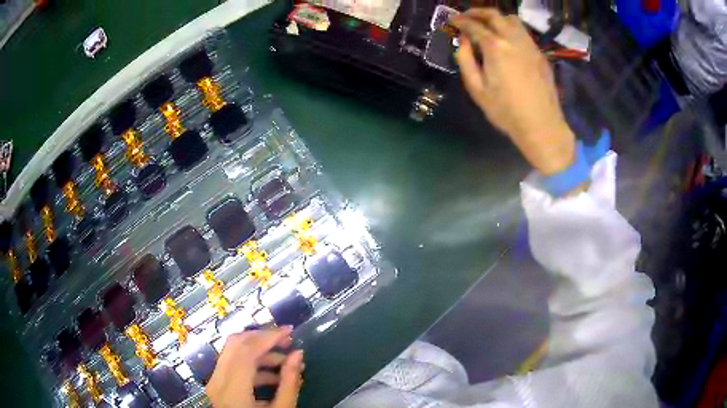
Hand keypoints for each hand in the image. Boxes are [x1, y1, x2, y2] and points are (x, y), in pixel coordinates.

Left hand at [206, 327, 303, 407]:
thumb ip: (290, 384)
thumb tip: (298, 355)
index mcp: (233, 389)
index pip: (247, 350)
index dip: (269, 337)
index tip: (290, 331)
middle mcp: (218, 380)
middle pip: (236, 344)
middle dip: (262, 338)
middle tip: (286, 340)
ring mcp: (214, 382)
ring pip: (232, 353)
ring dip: (258, 352)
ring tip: (285, 363)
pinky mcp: (216, 386)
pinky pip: (232, 367)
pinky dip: (251, 365)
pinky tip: (271, 377)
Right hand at [451, 9, 575, 174]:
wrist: (542, 125)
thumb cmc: (506, 111)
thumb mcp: (477, 89)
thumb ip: (465, 60)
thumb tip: (463, 41)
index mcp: (495, 47)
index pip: (474, 25)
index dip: (460, 21)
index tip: (452, 21)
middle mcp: (513, 39)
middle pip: (494, 15)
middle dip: (477, 12)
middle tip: (466, 17)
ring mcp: (530, 45)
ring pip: (512, 19)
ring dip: (496, 17)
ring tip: (487, 25)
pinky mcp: (540, 54)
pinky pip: (523, 32)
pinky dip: (510, 28)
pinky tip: (505, 39)